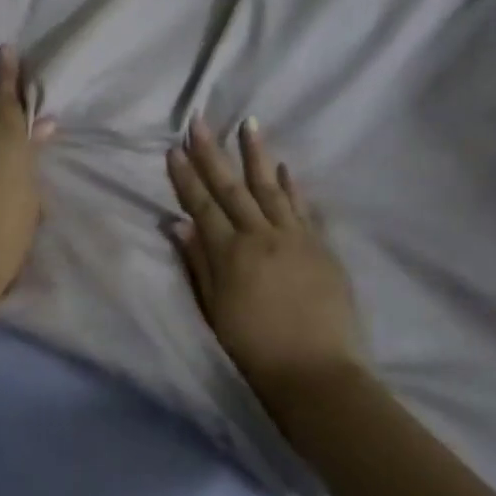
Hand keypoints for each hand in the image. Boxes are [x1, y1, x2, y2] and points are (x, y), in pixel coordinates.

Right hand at [166, 117, 365, 413]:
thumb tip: (178, 225)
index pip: (202, 206)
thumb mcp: (214, 311)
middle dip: (212, 153)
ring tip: (248, 123)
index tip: (174, 149)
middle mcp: (261, 236)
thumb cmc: (254, 350)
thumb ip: (198, 264)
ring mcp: (295, 238)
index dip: (186, 178)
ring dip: (257, 154)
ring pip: (270, 187)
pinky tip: (284, 168)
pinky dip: (292, 186)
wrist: (317, 374)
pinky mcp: (321, 247)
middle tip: (199, 122)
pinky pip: (303, 208)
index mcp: (230, 254)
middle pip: (232, 188)